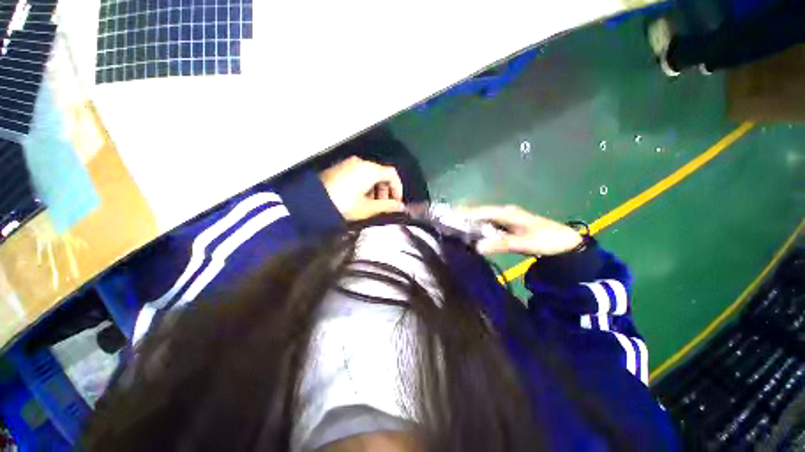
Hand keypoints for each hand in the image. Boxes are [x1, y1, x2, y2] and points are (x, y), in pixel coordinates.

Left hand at [319, 156, 404, 220]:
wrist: (309, 203)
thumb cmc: (342, 205)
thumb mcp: (367, 209)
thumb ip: (387, 207)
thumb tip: (401, 207)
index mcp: (369, 170)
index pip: (392, 174)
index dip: (398, 189)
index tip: (396, 203)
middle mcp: (360, 162)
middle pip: (381, 173)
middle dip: (386, 190)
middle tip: (383, 206)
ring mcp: (348, 164)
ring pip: (370, 174)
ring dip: (375, 189)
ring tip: (370, 204)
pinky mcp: (339, 168)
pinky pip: (359, 174)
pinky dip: (364, 185)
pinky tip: (358, 198)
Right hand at [462, 205, 582, 255]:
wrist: (568, 244)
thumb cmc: (548, 240)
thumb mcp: (526, 243)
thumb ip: (501, 244)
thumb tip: (477, 246)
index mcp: (508, 213)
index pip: (483, 211)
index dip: (466, 213)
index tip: (450, 215)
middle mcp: (505, 213)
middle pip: (481, 212)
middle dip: (465, 216)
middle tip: (448, 220)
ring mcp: (507, 219)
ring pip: (485, 218)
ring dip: (471, 221)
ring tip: (455, 226)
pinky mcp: (508, 226)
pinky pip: (490, 225)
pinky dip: (480, 228)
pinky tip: (473, 233)